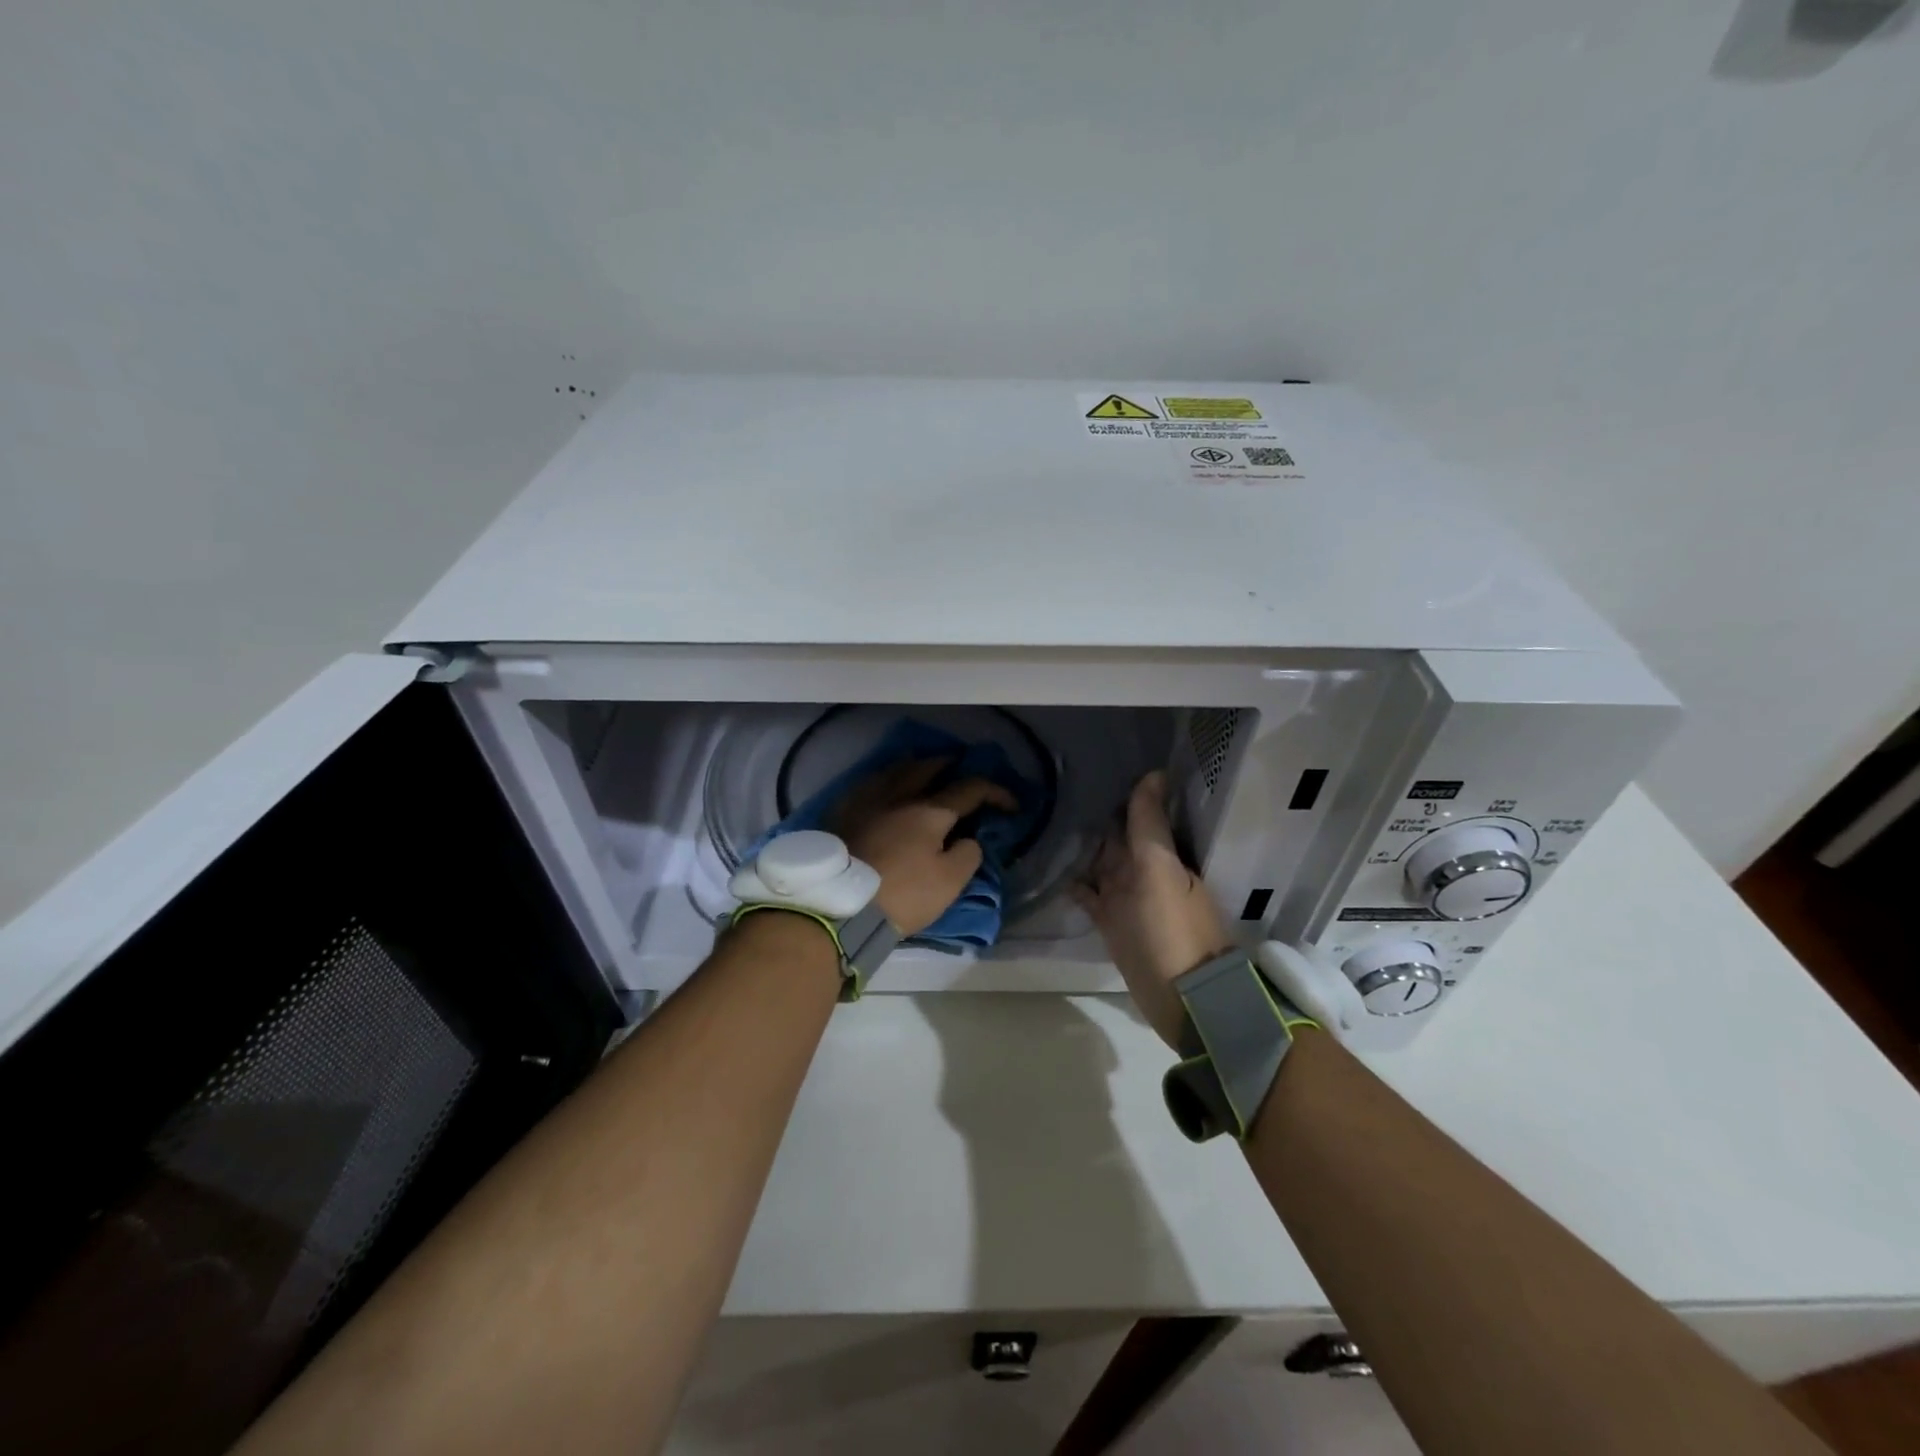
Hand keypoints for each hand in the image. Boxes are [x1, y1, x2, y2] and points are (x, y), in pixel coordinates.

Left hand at [836, 759, 1017, 935]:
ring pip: (893, 770)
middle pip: (927, 768)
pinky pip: (867, 784)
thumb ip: (967, 855)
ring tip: (921, 769)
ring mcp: (866, 801)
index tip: (1011, 805)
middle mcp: (898, 796)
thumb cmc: (901, 895)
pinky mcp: (840, 813)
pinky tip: (883, 788)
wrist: (838, 906)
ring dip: (914, 766)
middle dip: (949, 765)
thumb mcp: (949, 883)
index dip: (995, 793)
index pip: (970, 789)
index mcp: (929, 811)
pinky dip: (883, 780)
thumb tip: (968, 839)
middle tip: (959, 768)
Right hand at [1073, 771, 1232, 1048]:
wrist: (1182, 996)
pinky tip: (1053, 866)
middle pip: (1116, 837)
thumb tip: (1154, 773)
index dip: (1121, 792)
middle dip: (1095, 815)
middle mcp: (1143, 871)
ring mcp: (1125, 897)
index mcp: (1160, 854)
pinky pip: (1089, 893)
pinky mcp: (1110, 921)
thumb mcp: (1158, 868)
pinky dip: (1074, 881)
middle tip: (1058, 786)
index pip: (1138, 814)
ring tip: (1047, 819)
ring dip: (1081, 846)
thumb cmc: (1171, 927)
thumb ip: (1150, 824)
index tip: (1092, 763)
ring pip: (1100, 863)